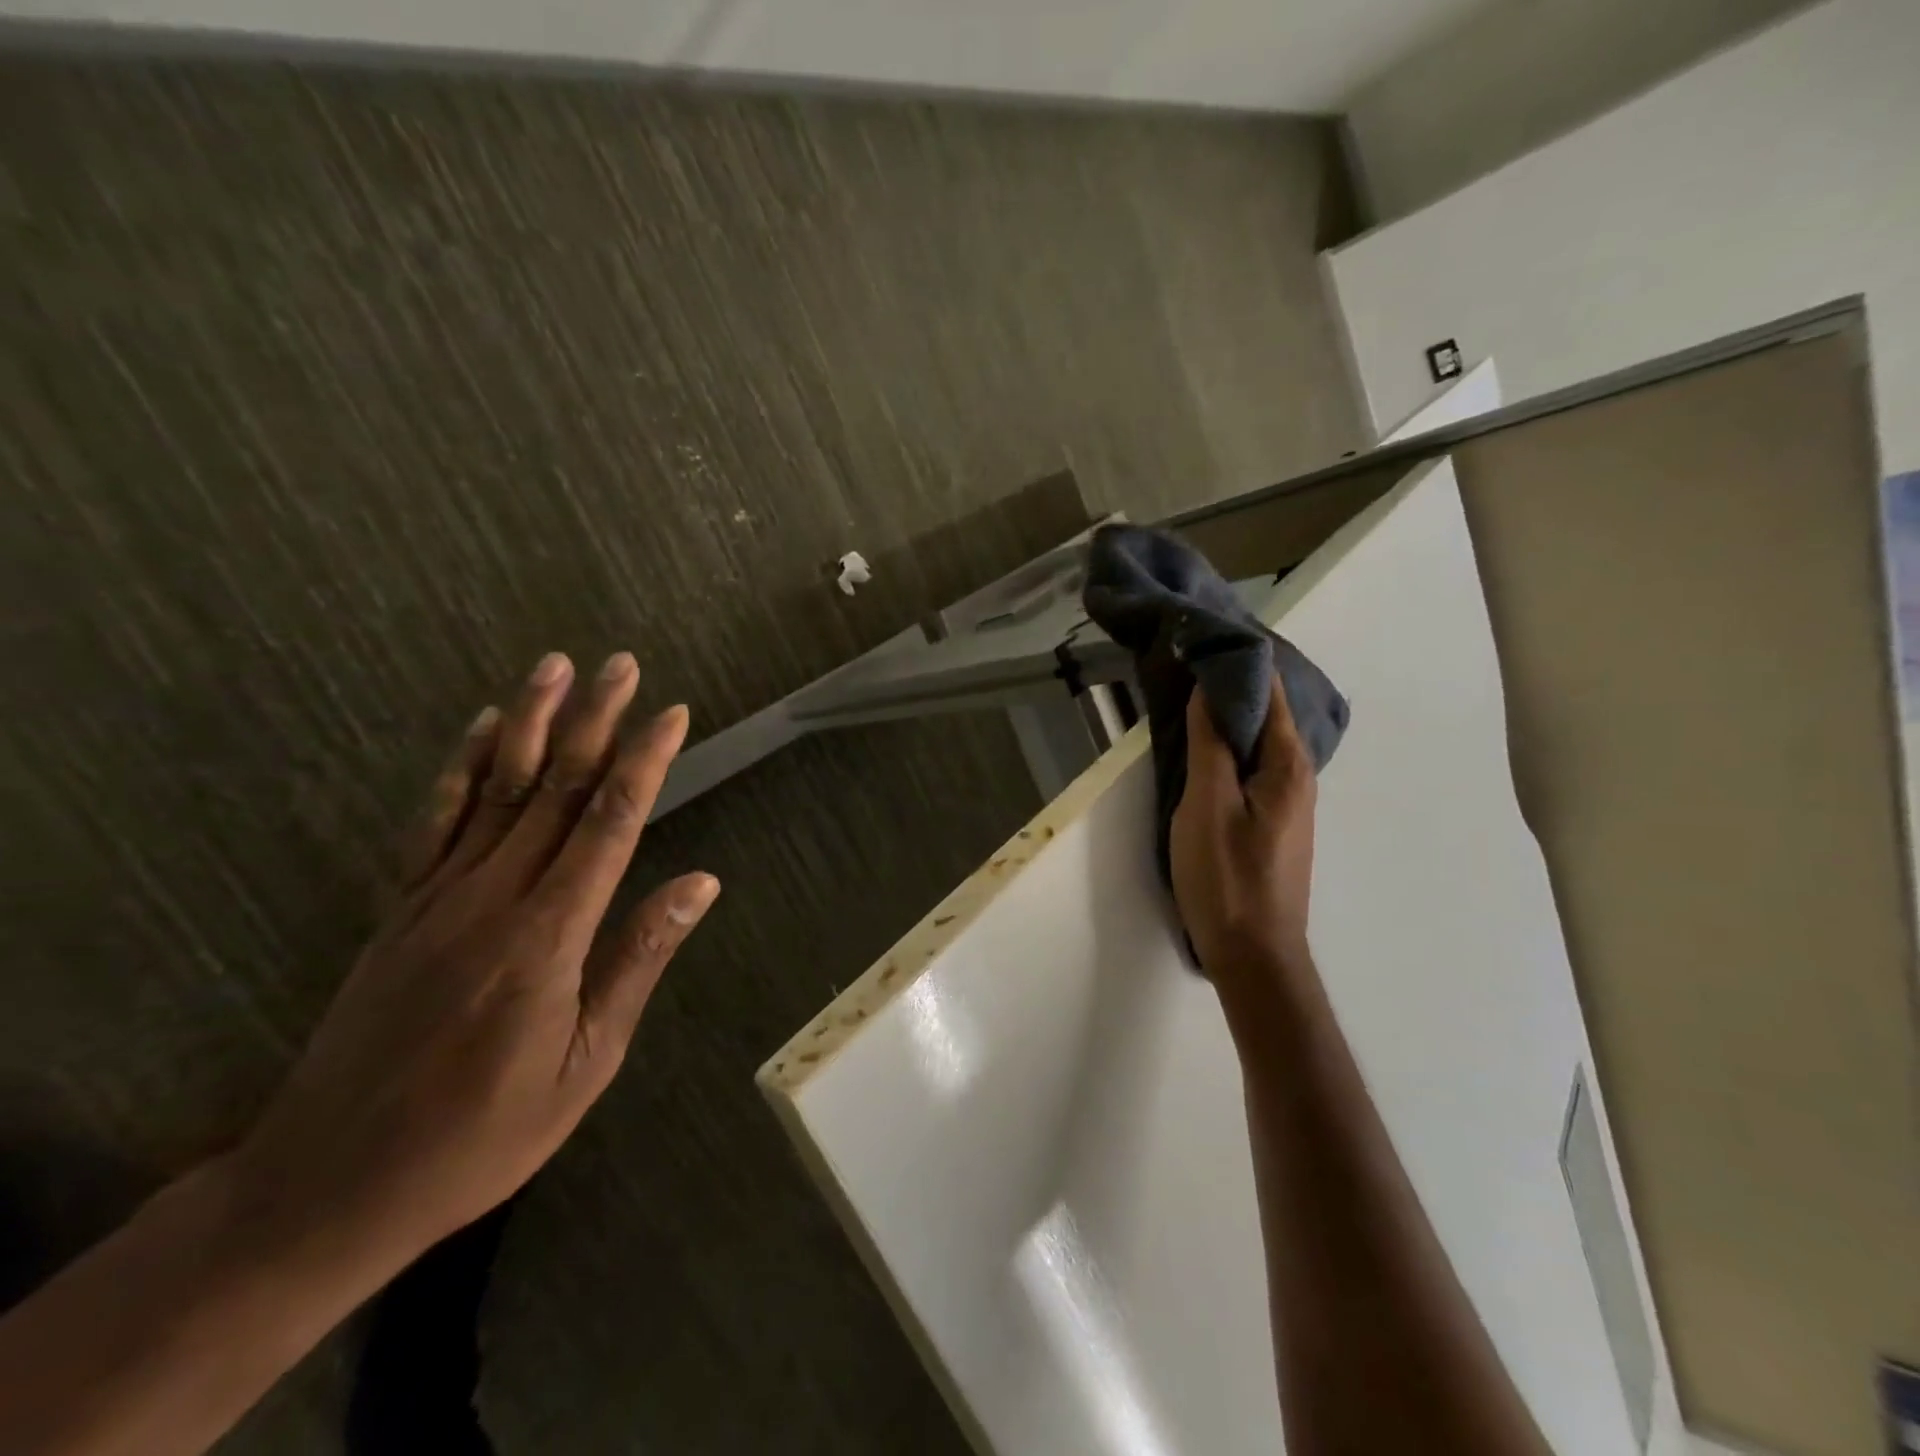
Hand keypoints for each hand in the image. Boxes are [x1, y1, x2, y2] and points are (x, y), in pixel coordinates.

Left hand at [228, 651, 719, 1268]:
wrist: (327, 1186)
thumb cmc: (483, 1135)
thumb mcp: (586, 1063)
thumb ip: (638, 960)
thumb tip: (699, 883)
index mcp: (548, 937)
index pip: (609, 824)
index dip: (644, 763)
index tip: (672, 715)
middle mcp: (493, 897)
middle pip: (553, 789)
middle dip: (595, 720)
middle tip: (622, 665)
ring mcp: (438, 896)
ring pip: (494, 788)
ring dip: (530, 721)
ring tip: (555, 667)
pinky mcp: (400, 906)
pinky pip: (435, 819)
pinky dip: (461, 765)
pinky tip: (481, 726)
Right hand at [1169, 677, 1316, 987]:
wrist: (1253, 954)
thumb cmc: (1227, 877)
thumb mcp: (1207, 804)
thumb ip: (1211, 744)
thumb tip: (1210, 688)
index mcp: (1287, 764)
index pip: (1270, 690)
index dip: (1238, 660)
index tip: (1200, 637)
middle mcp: (1298, 775)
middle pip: (1268, 713)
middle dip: (1230, 683)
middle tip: (1186, 660)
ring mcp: (1288, 801)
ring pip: (1259, 740)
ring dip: (1228, 714)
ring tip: (1188, 692)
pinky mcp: (1272, 821)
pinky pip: (1253, 765)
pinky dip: (1230, 744)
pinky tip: (1204, 745)